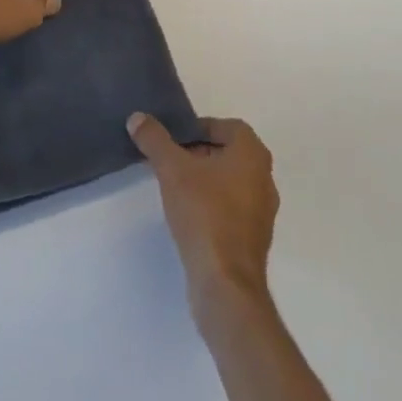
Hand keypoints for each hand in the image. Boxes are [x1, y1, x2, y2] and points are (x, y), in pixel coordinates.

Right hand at [128, 113, 279, 328]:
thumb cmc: (204, 213)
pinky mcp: (253, 237)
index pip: (229, 127)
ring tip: (175, 186)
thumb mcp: (172, 169)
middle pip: (229, 153)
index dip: (201, 127)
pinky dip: (212, 203)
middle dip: (199, 152)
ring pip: (231, 181)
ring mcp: (262, 210)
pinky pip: (232, 207)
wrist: (225, 282)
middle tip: (170, 159)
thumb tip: (137, 117)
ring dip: (205, 178)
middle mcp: (264, 178)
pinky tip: (188, 215)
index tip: (175, 139)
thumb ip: (154, 140)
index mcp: (252, 154)